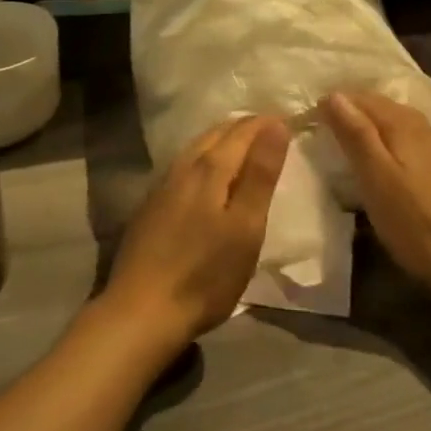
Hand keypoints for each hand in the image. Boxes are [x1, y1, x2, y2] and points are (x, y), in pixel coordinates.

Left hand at [101, 116, 290, 354]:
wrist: (141, 311)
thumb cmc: (205, 274)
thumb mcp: (246, 227)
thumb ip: (260, 174)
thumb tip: (275, 125)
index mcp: (209, 168)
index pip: (242, 131)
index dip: (266, 123)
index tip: (289, 119)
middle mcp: (182, 168)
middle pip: (216, 134)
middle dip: (244, 127)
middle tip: (270, 129)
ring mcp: (161, 186)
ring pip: (196, 148)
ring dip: (221, 140)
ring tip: (243, 146)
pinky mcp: (150, 207)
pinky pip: (183, 166)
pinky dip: (204, 158)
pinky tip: (207, 176)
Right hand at [321, 90, 430, 296]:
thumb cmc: (414, 221)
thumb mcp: (376, 177)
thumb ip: (356, 134)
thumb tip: (333, 94)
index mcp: (401, 121)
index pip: (357, 97)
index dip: (330, 105)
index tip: (306, 123)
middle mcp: (418, 124)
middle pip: (375, 106)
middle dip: (346, 113)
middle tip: (318, 133)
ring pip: (389, 123)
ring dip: (364, 128)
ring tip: (340, 146)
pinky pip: (401, 140)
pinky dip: (382, 143)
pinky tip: (374, 162)